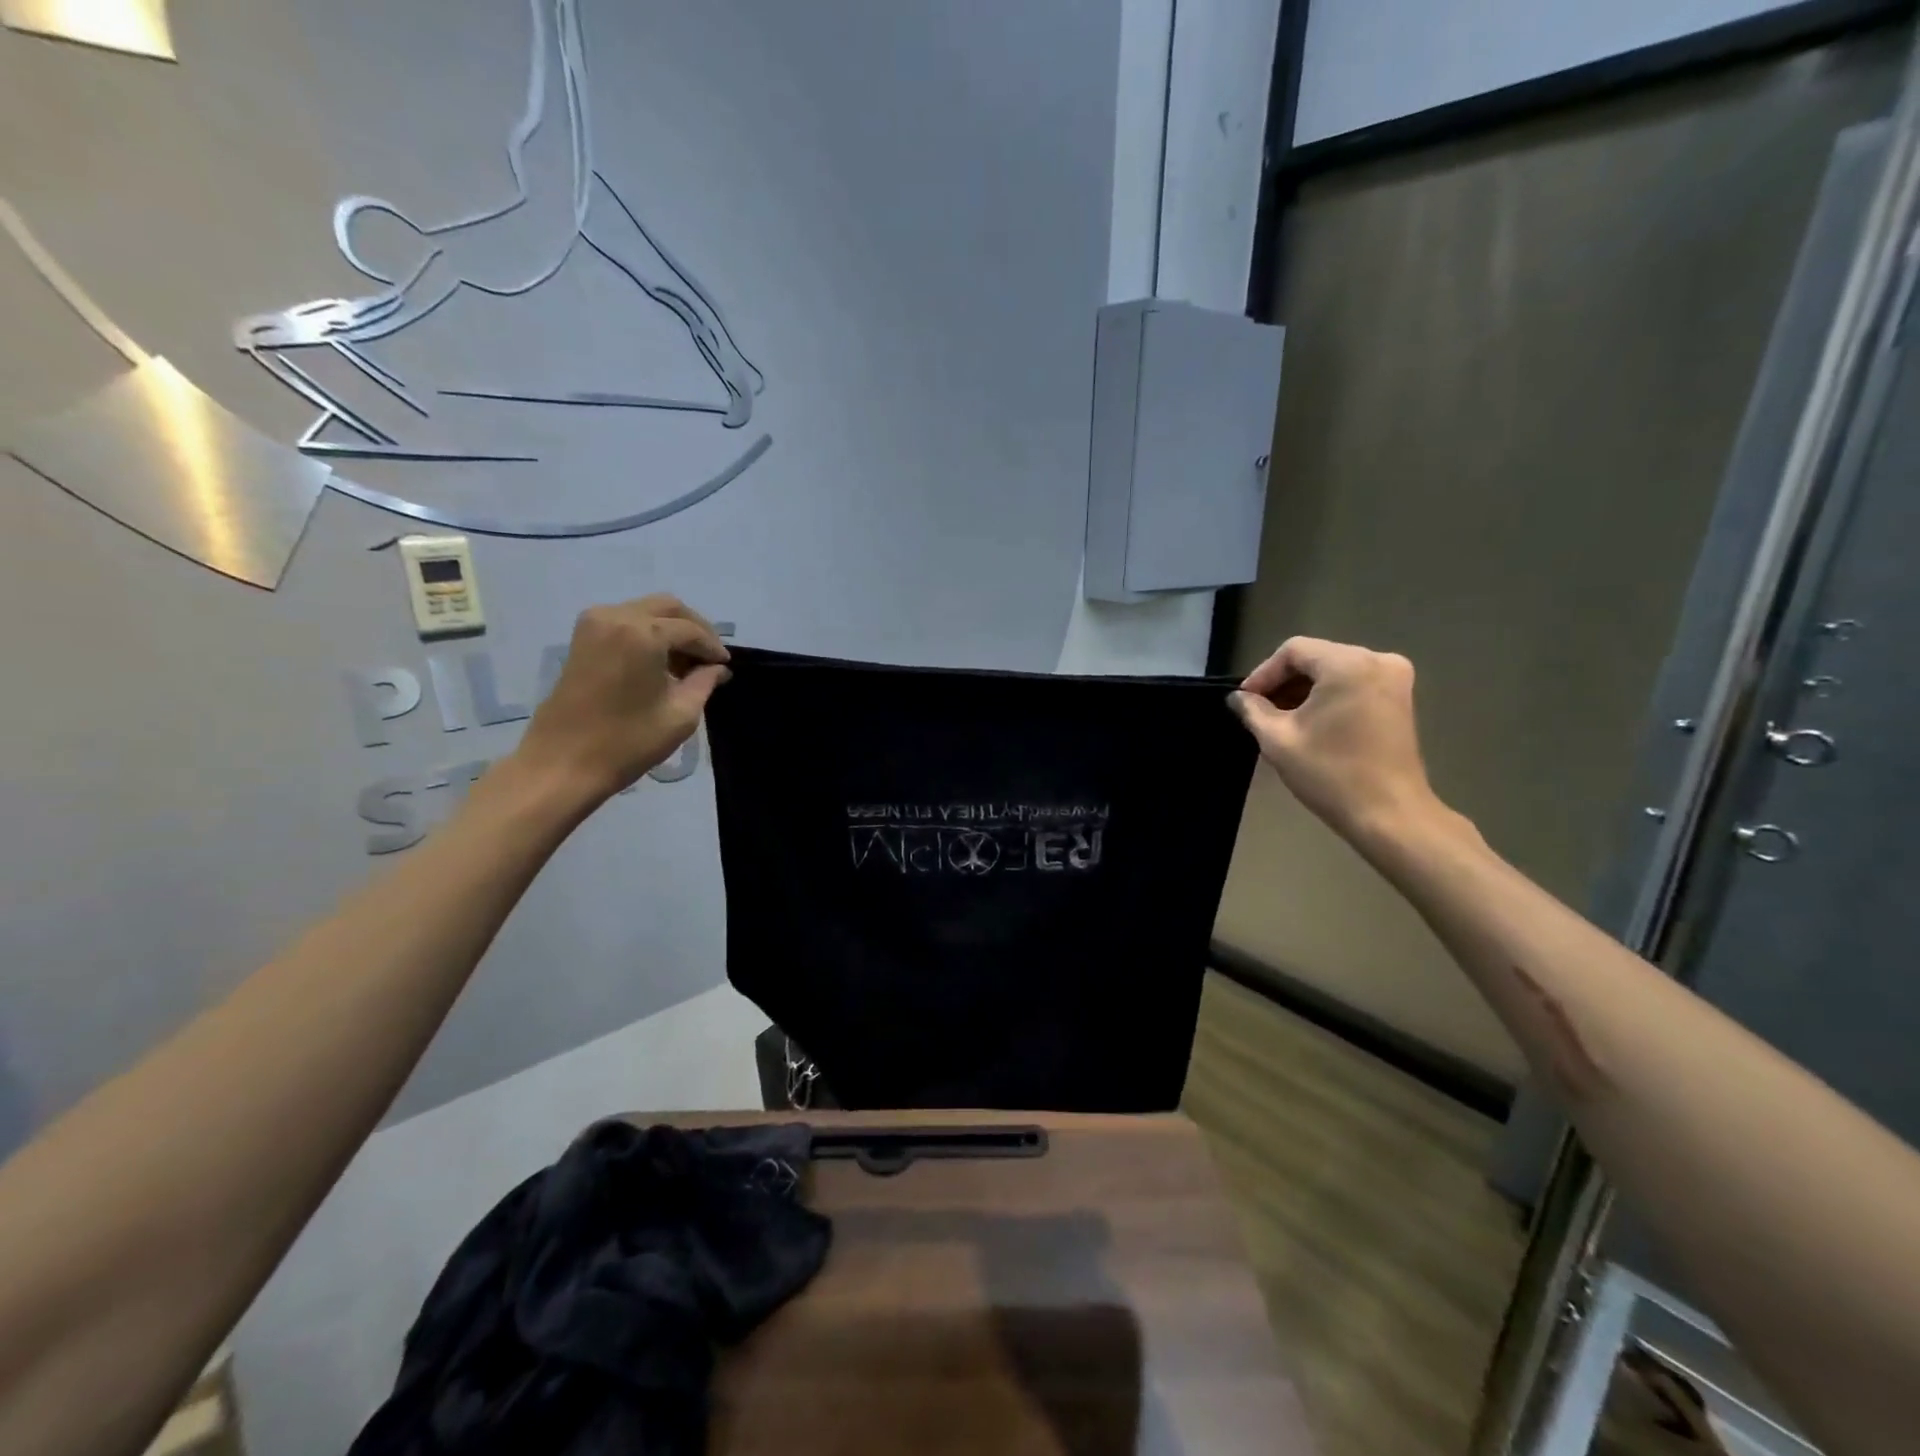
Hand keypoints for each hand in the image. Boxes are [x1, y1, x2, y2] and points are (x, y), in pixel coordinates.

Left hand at [513, 596, 730, 802]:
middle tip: (709, 658)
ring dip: (670, 630)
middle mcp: (617, 617)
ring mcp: (594, 623)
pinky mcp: (582, 637)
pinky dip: (648, 633)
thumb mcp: (681, 714)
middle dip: (694, 629)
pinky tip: (659, 662)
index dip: (713, 648)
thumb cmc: (628, 741)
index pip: (691, 630)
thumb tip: (717, 668)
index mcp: (644, 633)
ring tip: (686, 664)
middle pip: (668, 607)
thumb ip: (704, 682)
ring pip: (646, 611)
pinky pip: (626, 621)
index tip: (726, 667)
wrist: (563, 762)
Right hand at [1228, 637, 1439, 840]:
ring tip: (1281, 719)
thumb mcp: (1278, 739)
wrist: (1389, 814)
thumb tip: (1237, 698)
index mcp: (1348, 664)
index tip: (1245, 702)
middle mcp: (1377, 661)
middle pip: (1316, 658)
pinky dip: (1328, 697)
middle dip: (1283, 682)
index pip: (1293, 651)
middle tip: (1258, 711)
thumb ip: (1253, 710)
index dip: (1263, 673)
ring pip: (1334, 671)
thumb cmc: (1330, 773)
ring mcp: (1395, 679)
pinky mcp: (1400, 699)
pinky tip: (1310, 722)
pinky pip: (1353, 683)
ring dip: (1304, 691)